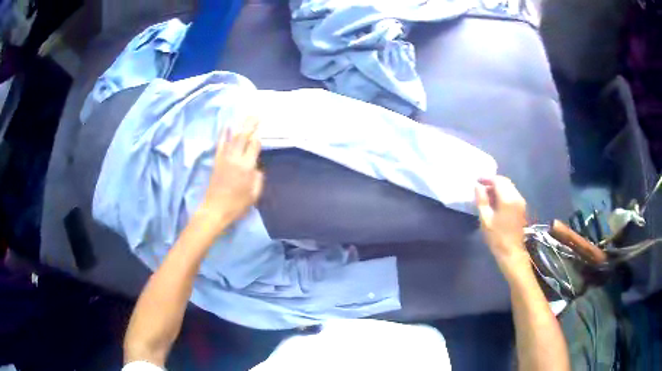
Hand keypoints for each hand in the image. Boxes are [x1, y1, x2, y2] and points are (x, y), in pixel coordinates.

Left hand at [197, 117, 263, 235]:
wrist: (215, 209)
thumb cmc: (237, 205)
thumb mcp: (254, 194)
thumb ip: (258, 178)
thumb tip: (256, 168)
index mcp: (247, 167)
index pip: (254, 146)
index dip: (258, 138)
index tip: (262, 131)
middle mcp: (235, 159)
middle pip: (243, 137)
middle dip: (250, 125)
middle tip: (257, 115)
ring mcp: (224, 158)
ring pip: (233, 137)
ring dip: (240, 125)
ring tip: (246, 117)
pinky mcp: (217, 160)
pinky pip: (221, 143)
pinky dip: (224, 133)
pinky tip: (227, 125)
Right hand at [475, 176, 530, 280]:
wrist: (512, 252)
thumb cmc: (497, 238)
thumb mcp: (485, 220)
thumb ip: (482, 200)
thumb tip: (477, 186)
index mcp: (507, 199)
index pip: (497, 180)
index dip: (487, 178)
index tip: (477, 181)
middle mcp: (516, 196)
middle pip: (505, 182)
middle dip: (493, 182)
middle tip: (481, 187)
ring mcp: (521, 202)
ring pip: (509, 187)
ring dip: (498, 187)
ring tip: (487, 195)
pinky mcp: (522, 207)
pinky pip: (512, 193)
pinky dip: (504, 193)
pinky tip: (496, 202)